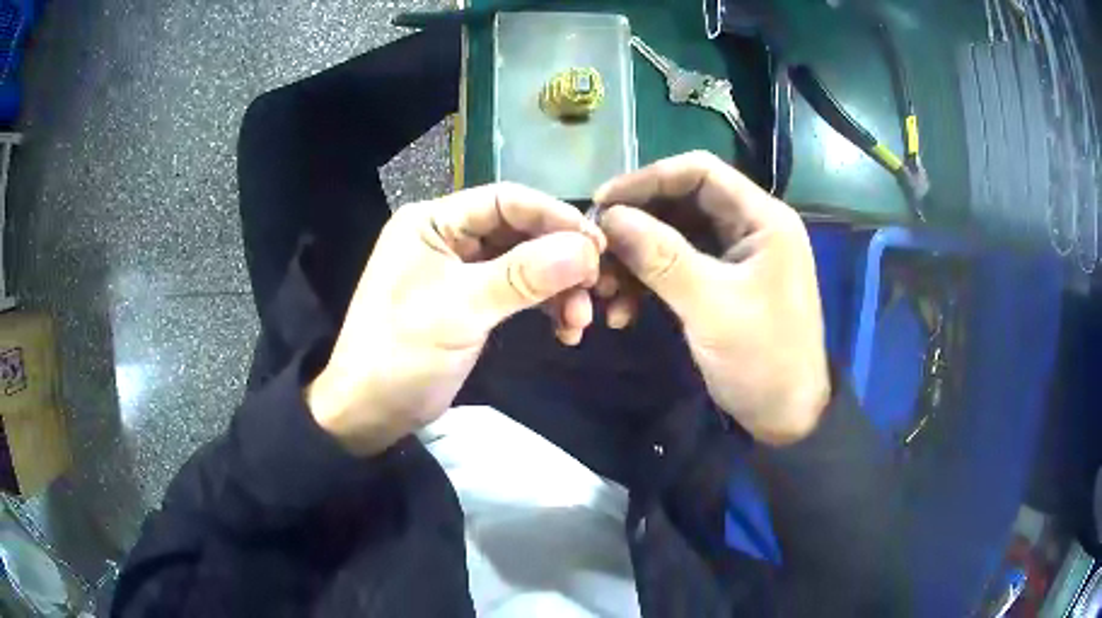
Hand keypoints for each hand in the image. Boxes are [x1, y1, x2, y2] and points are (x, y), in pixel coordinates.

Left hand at [307, 184, 604, 455]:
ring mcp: (460, 269)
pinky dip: (544, 305)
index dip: (554, 217)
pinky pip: (518, 290)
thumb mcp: (460, 311)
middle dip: (560, 259)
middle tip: (595, 288)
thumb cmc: (401, 356)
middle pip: (520, 231)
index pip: (504, 201)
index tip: (598, 245)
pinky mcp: (471, 300)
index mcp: (432, 222)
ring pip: (524, 262)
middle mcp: (448, 236)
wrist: (369, 413)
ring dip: (558, 287)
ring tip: (579, 322)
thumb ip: (523, 276)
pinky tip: (565, 331)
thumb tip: (587, 248)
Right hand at [593, 152, 828, 444]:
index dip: (648, 179)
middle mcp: (751, 227)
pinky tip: (625, 310)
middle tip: (596, 251)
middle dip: (637, 225)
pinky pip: (679, 267)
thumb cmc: (762, 359)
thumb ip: (661, 257)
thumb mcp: (711, 307)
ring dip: (637, 258)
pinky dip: (650, 282)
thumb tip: (610, 218)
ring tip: (604, 291)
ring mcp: (737, 256)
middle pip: (683, 203)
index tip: (603, 204)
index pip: (700, 172)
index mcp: (763, 218)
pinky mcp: (724, 283)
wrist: (787, 417)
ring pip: (676, 236)